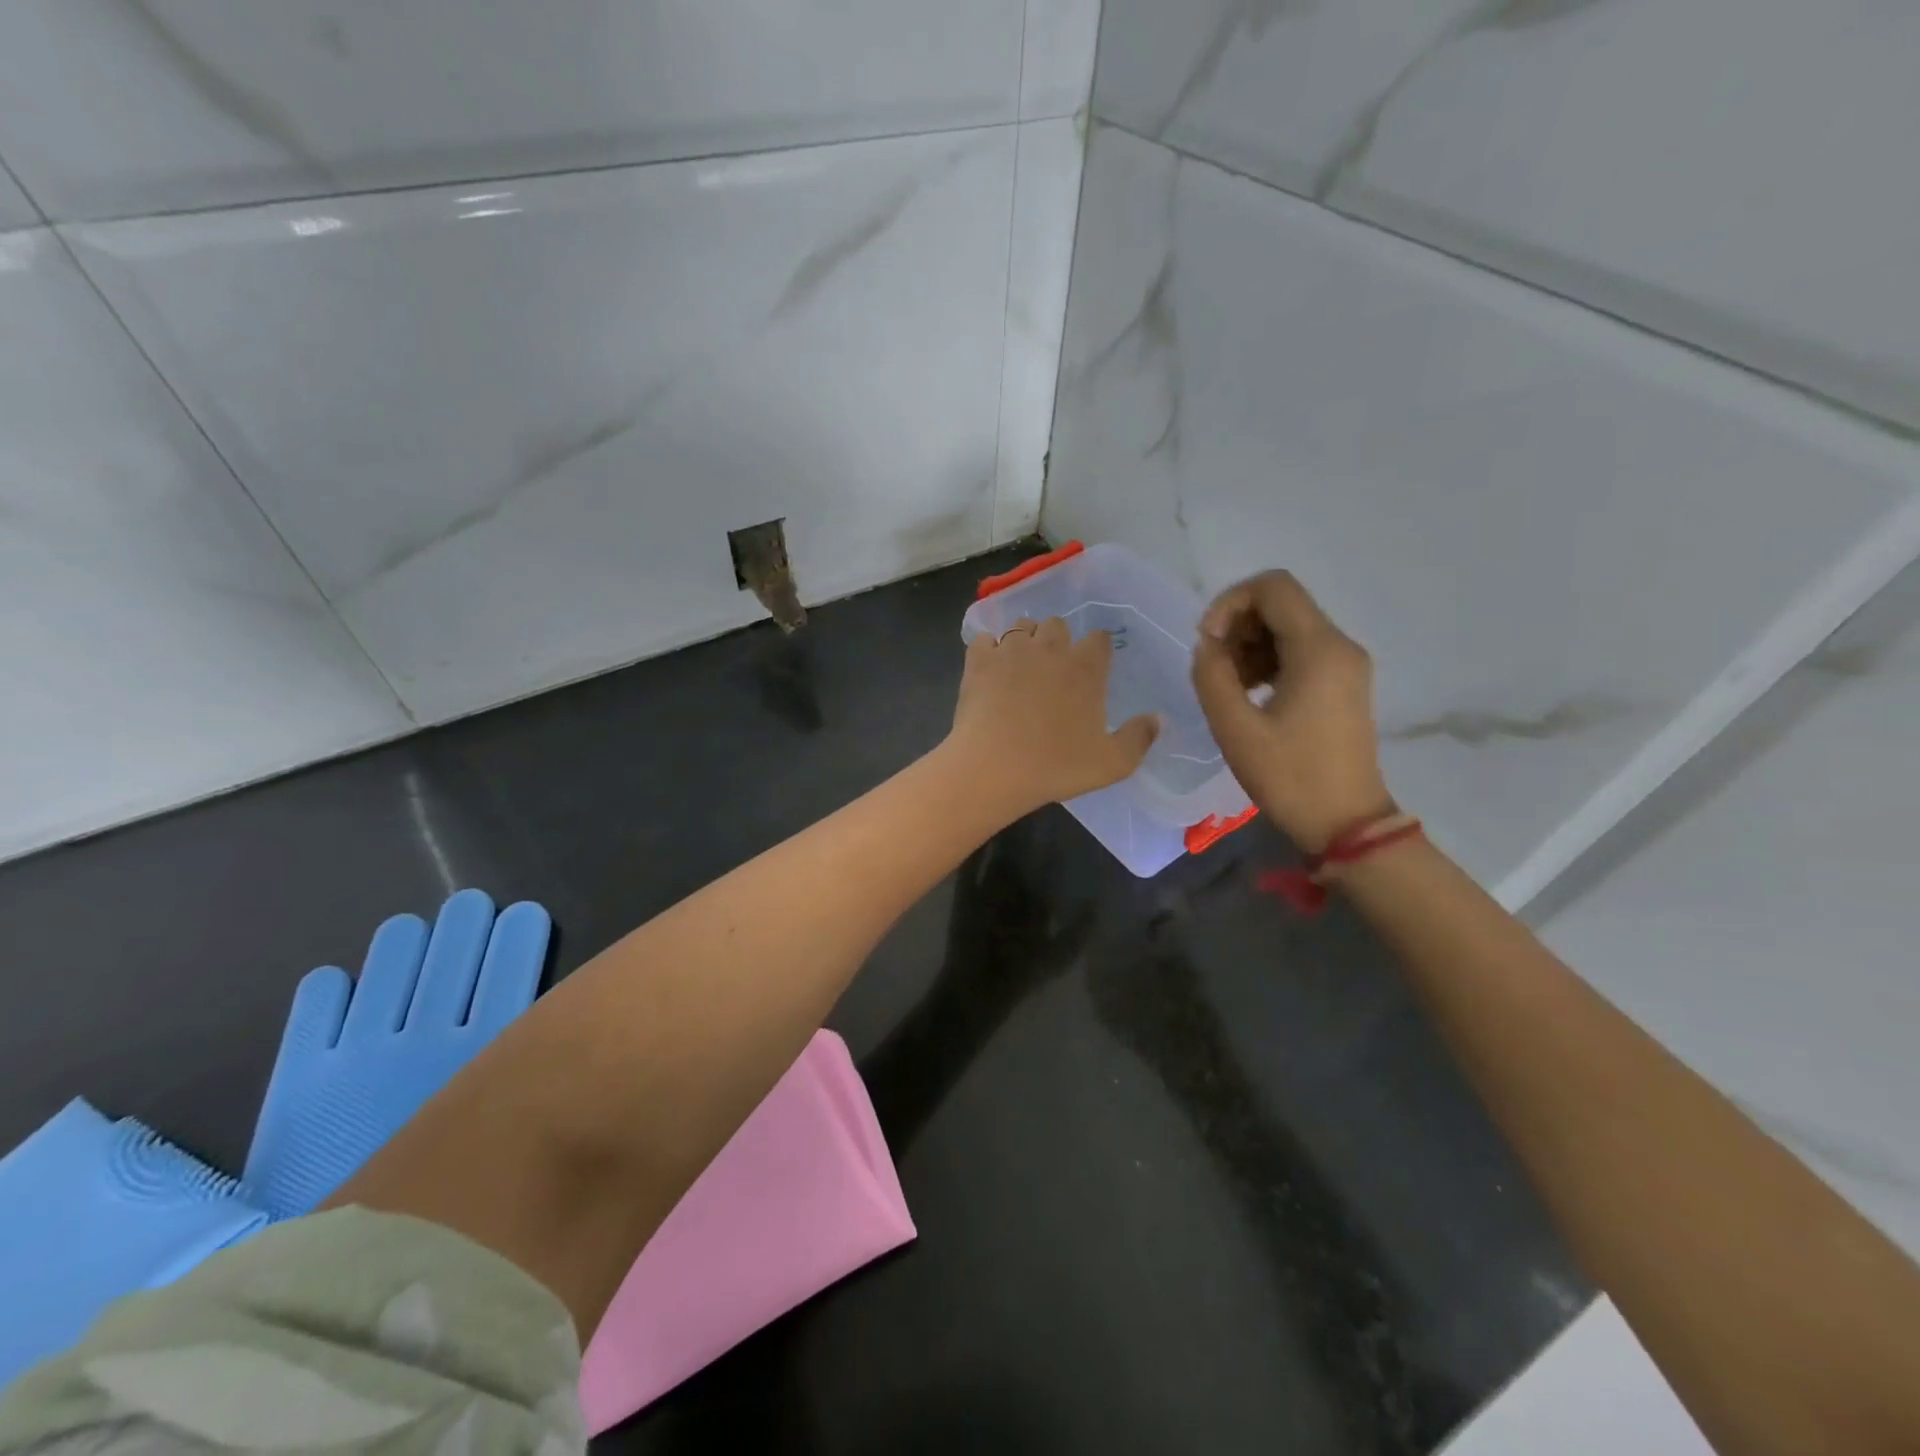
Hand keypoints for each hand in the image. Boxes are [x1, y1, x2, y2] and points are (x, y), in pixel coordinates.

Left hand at [948, 617, 1158, 815]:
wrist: (993, 768)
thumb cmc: (1056, 767)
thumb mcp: (1113, 763)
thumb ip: (1140, 738)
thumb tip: (1158, 718)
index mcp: (1086, 667)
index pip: (1099, 639)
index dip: (1097, 649)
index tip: (1093, 667)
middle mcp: (1050, 648)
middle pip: (1058, 624)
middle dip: (1058, 640)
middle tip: (1053, 668)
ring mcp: (1011, 650)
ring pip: (1021, 626)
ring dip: (1025, 640)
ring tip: (1021, 665)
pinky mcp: (978, 660)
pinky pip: (985, 639)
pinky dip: (989, 649)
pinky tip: (989, 669)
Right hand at [1191, 572, 1392, 852]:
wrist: (1345, 823)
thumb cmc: (1290, 776)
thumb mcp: (1235, 727)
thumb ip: (1211, 674)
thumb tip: (1207, 645)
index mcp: (1319, 649)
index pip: (1273, 586)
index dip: (1230, 602)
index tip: (1207, 641)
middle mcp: (1339, 645)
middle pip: (1281, 604)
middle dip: (1237, 625)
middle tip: (1213, 667)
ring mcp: (1345, 665)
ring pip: (1288, 627)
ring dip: (1249, 644)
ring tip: (1228, 686)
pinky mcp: (1342, 683)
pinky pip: (1300, 651)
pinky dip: (1267, 660)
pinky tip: (1249, 694)